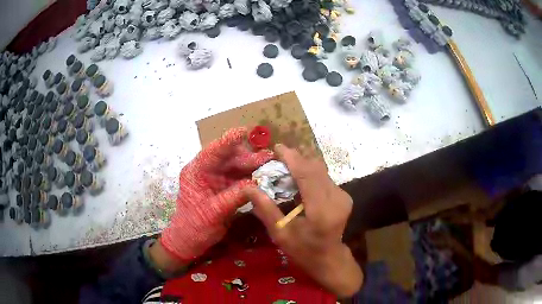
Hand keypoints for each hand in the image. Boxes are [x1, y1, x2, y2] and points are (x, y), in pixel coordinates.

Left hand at [158, 127, 272, 263]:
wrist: (190, 240)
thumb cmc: (195, 226)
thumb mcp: (213, 212)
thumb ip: (234, 196)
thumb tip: (257, 184)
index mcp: (196, 172)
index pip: (212, 152)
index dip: (228, 141)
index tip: (244, 131)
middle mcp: (206, 171)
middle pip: (228, 158)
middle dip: (248, 157)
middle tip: (268, 157)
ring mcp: (215, 179)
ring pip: (236, 167)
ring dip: (252, 166)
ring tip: (270, 165)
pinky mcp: (223, 188)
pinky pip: (239, 179)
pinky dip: (251, 178)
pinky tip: (264, 177)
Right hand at [243, 144, 362, 297]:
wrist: (330, 258)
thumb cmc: (303, 250)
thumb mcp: (281, 234)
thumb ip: (266, 210)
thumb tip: (248, 188)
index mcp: (321, 210)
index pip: (307, 175)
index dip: (292, 158)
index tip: (277, 148)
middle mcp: (336, 198)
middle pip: (315, 168)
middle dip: (296, 159)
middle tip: (277, 159)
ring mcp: (343, 196)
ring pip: (321, 170)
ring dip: (303, 166)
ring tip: (285, 168)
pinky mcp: (344, 195)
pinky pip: (324, 177)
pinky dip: (310, 174)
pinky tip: (298, 180)